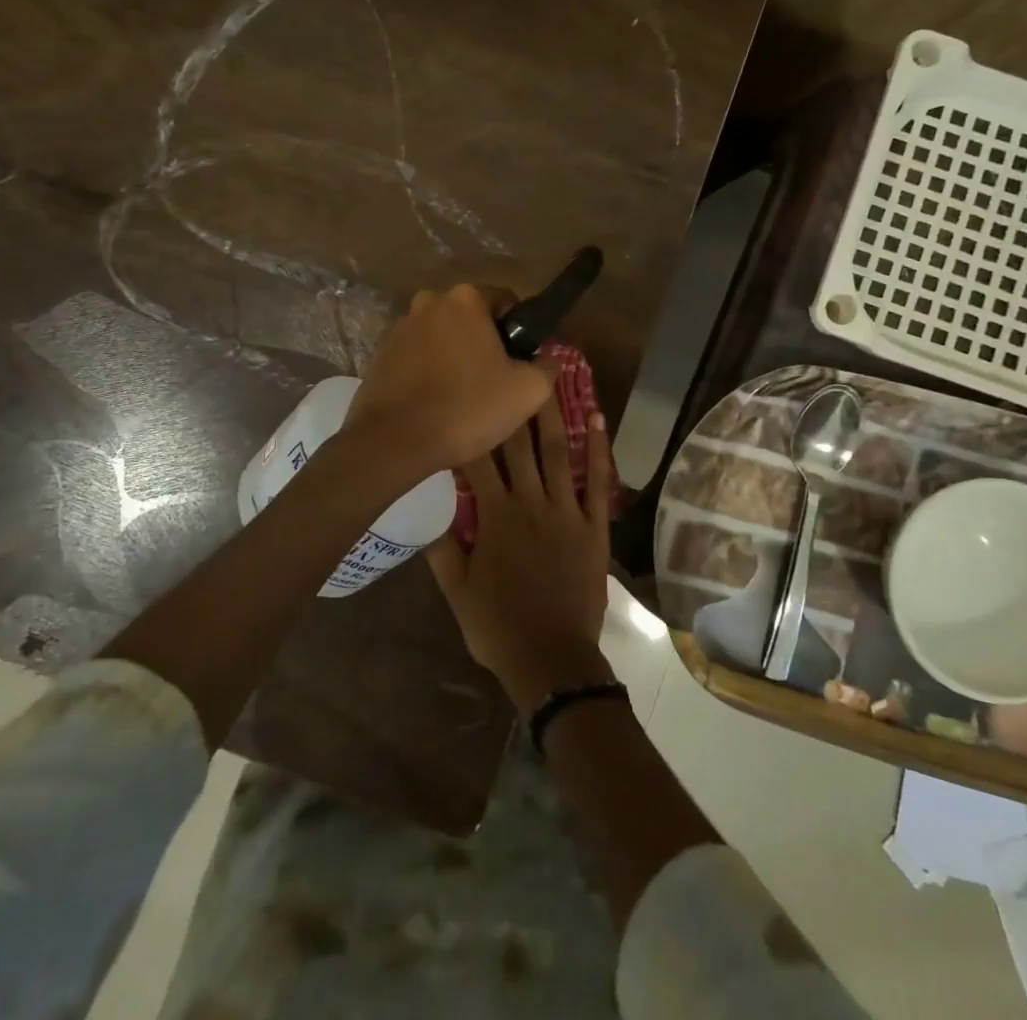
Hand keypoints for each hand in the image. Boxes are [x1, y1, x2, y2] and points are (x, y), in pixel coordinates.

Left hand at [346, 284, 553, 482]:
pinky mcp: (379, 353)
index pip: (505, 301)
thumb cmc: (467, 408)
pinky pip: (416, 355)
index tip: (519, 362)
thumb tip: (546, 358)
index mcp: (466, 299)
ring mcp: (400, 326)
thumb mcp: (527, 391)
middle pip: (470, 318)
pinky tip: (433, 401)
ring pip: (441, 336)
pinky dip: (428, 370)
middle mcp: (429, 301)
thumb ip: (547, 366)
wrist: (393, 442)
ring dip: (453, 356)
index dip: (518, 330)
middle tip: (493, 382)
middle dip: (483, 342)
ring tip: (461, 397)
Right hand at [427, 396, 614, 713]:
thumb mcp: (457, 591)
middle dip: (511, 406)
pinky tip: (597, 418)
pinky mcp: (593, 525)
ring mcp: (566, 511)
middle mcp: (530, 502)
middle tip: (510, 368)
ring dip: (552, 414)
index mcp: (495, 516)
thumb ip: (442, 548)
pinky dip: (598, 448)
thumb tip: (428, 508)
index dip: (470, 428)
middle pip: (518, 446)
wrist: (552, 658)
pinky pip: (597, 480)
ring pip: (556, 452)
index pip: (477, 462)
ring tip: (549, 379)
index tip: (465, 398)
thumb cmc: (498, 626)